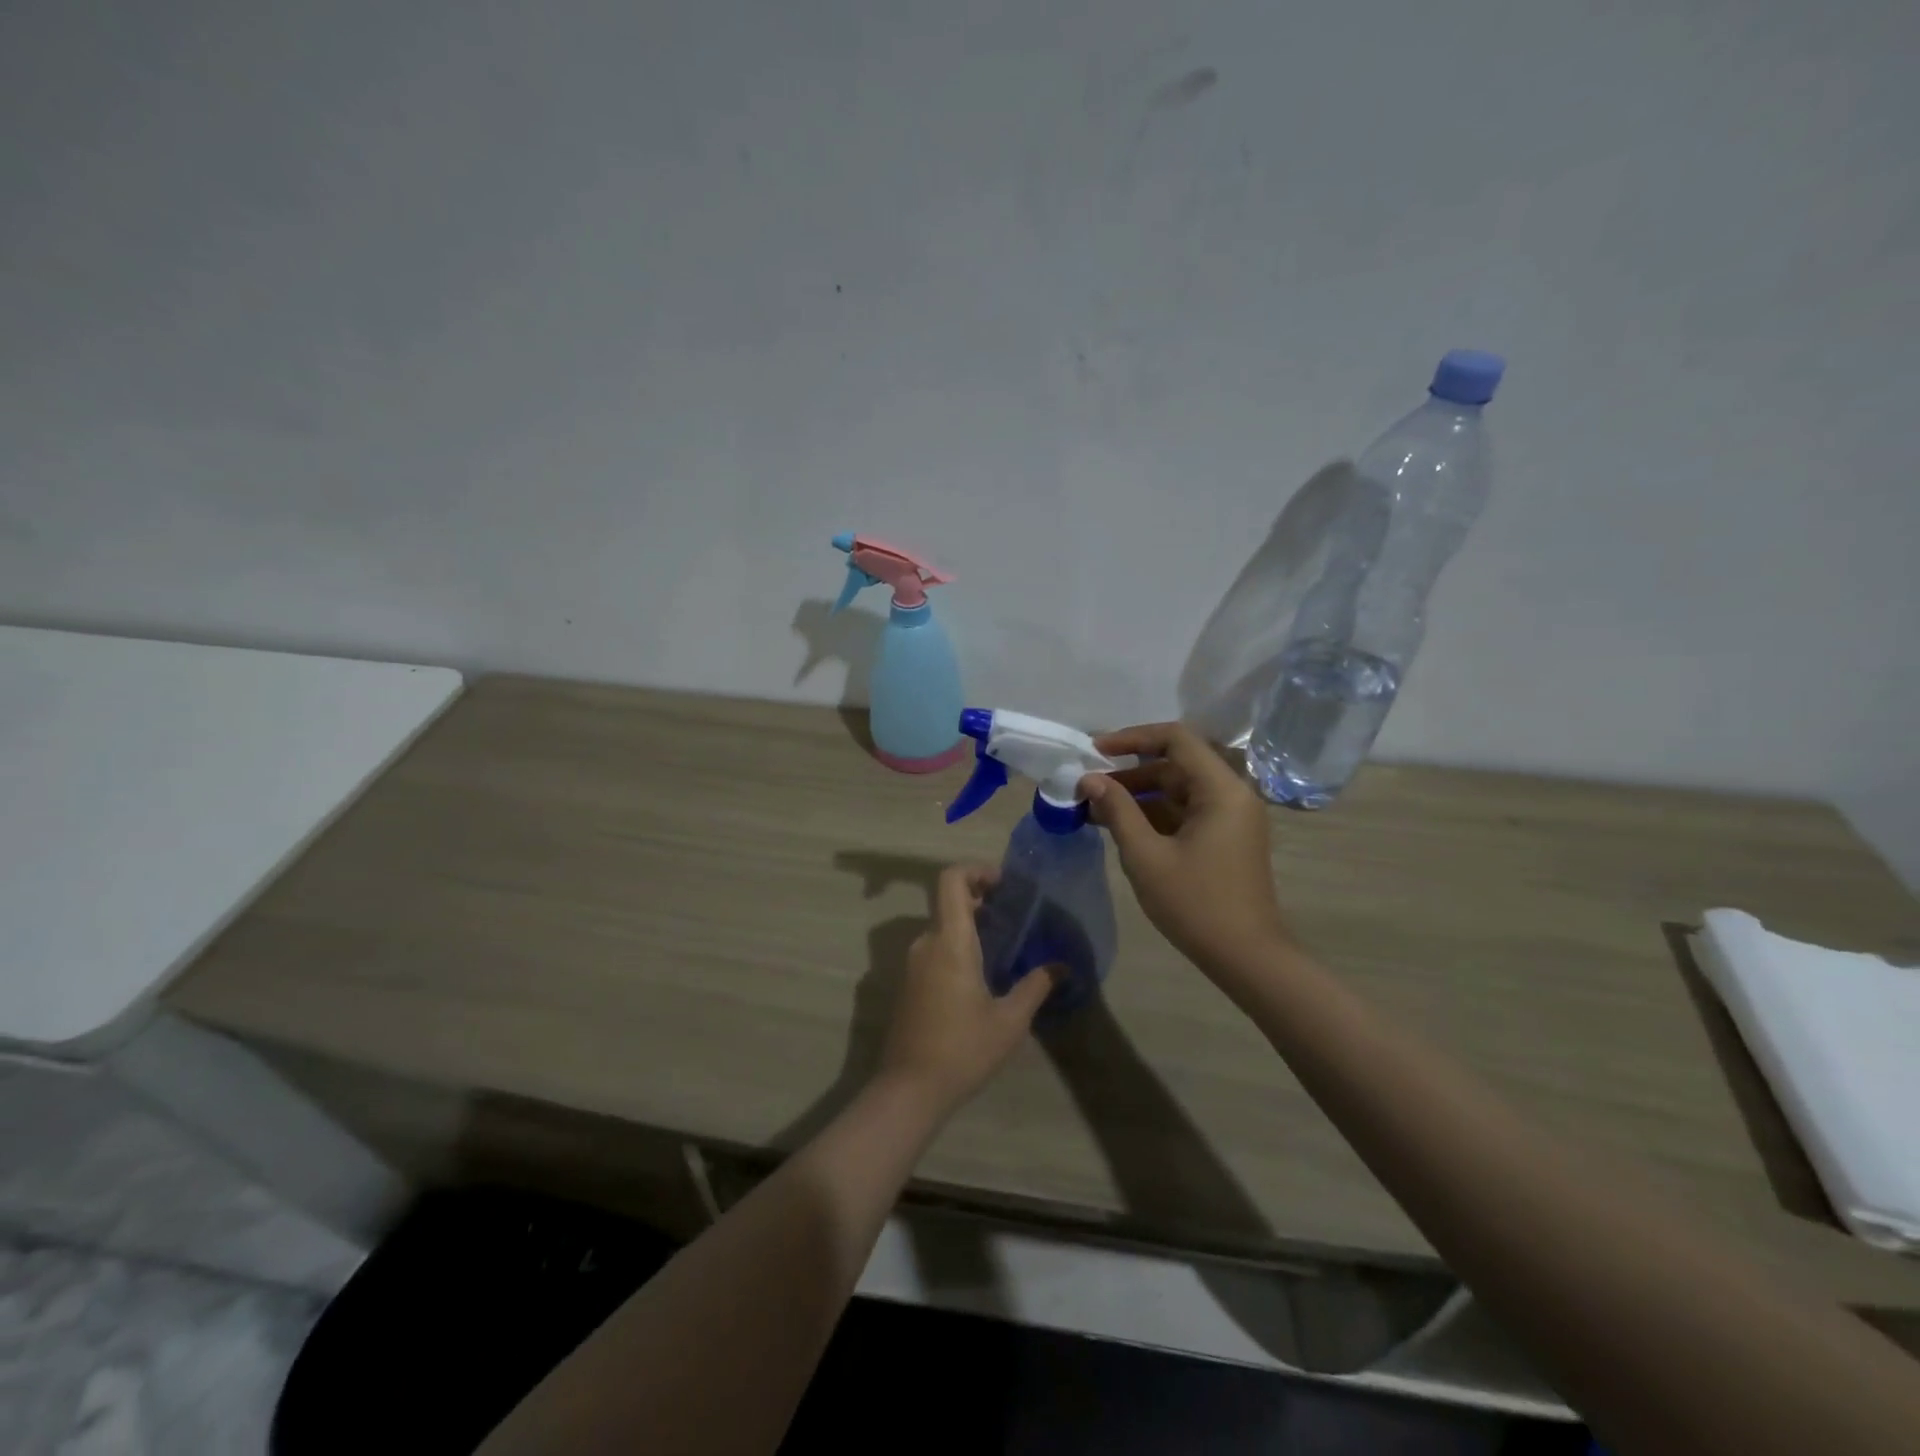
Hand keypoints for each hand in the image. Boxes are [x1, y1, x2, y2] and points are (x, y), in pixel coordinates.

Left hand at [876, 864, 1056, 1114]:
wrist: (909, 1090)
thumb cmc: (963, 1049)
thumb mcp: (1009, 1021)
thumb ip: (1035, 986)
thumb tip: (1061, 966)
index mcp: (949, 941)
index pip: (951, 880)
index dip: (976, 870)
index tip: (1004, 885)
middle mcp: (926, 943)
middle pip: (949, 902)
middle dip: (981, 901)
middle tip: (1015, 918)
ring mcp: (913, 964)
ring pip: (942, 928)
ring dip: (971, 927)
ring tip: (1005, 949)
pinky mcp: (909, 984)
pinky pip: (935, 950)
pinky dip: (958, 947)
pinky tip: (982, 977)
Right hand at [1079, 722, 1293, 980]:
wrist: (1246, 958)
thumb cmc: (1196, 904)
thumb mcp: (1146, 856)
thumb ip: (1117, 810)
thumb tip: (1089, 779)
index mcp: (1221, 789)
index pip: (1176, 739)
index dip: (1133, 738)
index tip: (1096, 750)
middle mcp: (1232, 794)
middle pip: (1177, 763)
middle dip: (1130, 771)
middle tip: (1089, 784)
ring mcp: (1231, 817)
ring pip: (1179, 788)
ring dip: (1139, 793)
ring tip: (1096, 808)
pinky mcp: (1226, 837)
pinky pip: (1186, 810)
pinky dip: (1154, 813)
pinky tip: (1120, 826)